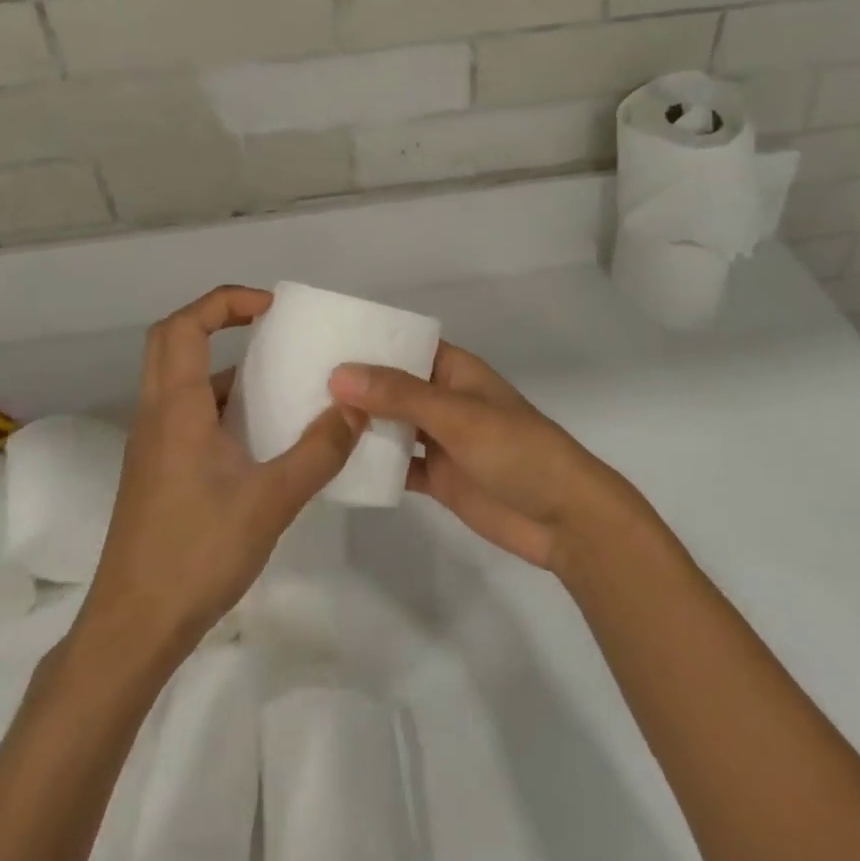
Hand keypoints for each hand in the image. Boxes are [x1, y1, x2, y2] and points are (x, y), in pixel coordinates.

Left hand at [85, 285, 364, 660]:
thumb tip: (355, 407)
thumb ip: (318, 451)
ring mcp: (152, 445)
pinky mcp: (156, 472)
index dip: (225, 302)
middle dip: (217, 320)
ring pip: (177, 379)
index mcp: (176, 409)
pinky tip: (259, 436)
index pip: (185, 326)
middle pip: (171, 341)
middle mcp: (156, 415)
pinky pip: (185, 413)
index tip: (271, 307)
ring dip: (221, 365)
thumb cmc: (197, 554)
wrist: (133, 629)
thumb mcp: (271, 501)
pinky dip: (219, 403)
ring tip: (275, 379)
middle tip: (266, 326)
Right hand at [329, 344, 632, 576]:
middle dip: (354, 386)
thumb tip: (339, 373)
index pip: (404, 345)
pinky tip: (332, 467)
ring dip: (358, 426)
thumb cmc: (517, 450)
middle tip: (296, 384)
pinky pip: (396, 465)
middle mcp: (443, 399)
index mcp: (454, 370)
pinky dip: (371, 466)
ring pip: (390, 426)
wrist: (563, 519)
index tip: (319, 341)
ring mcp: (439, 440)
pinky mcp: (437, 477)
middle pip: (391, 386)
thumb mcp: (458, 415)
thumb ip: (400, 395)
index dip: (367, 341)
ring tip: (303, 421)